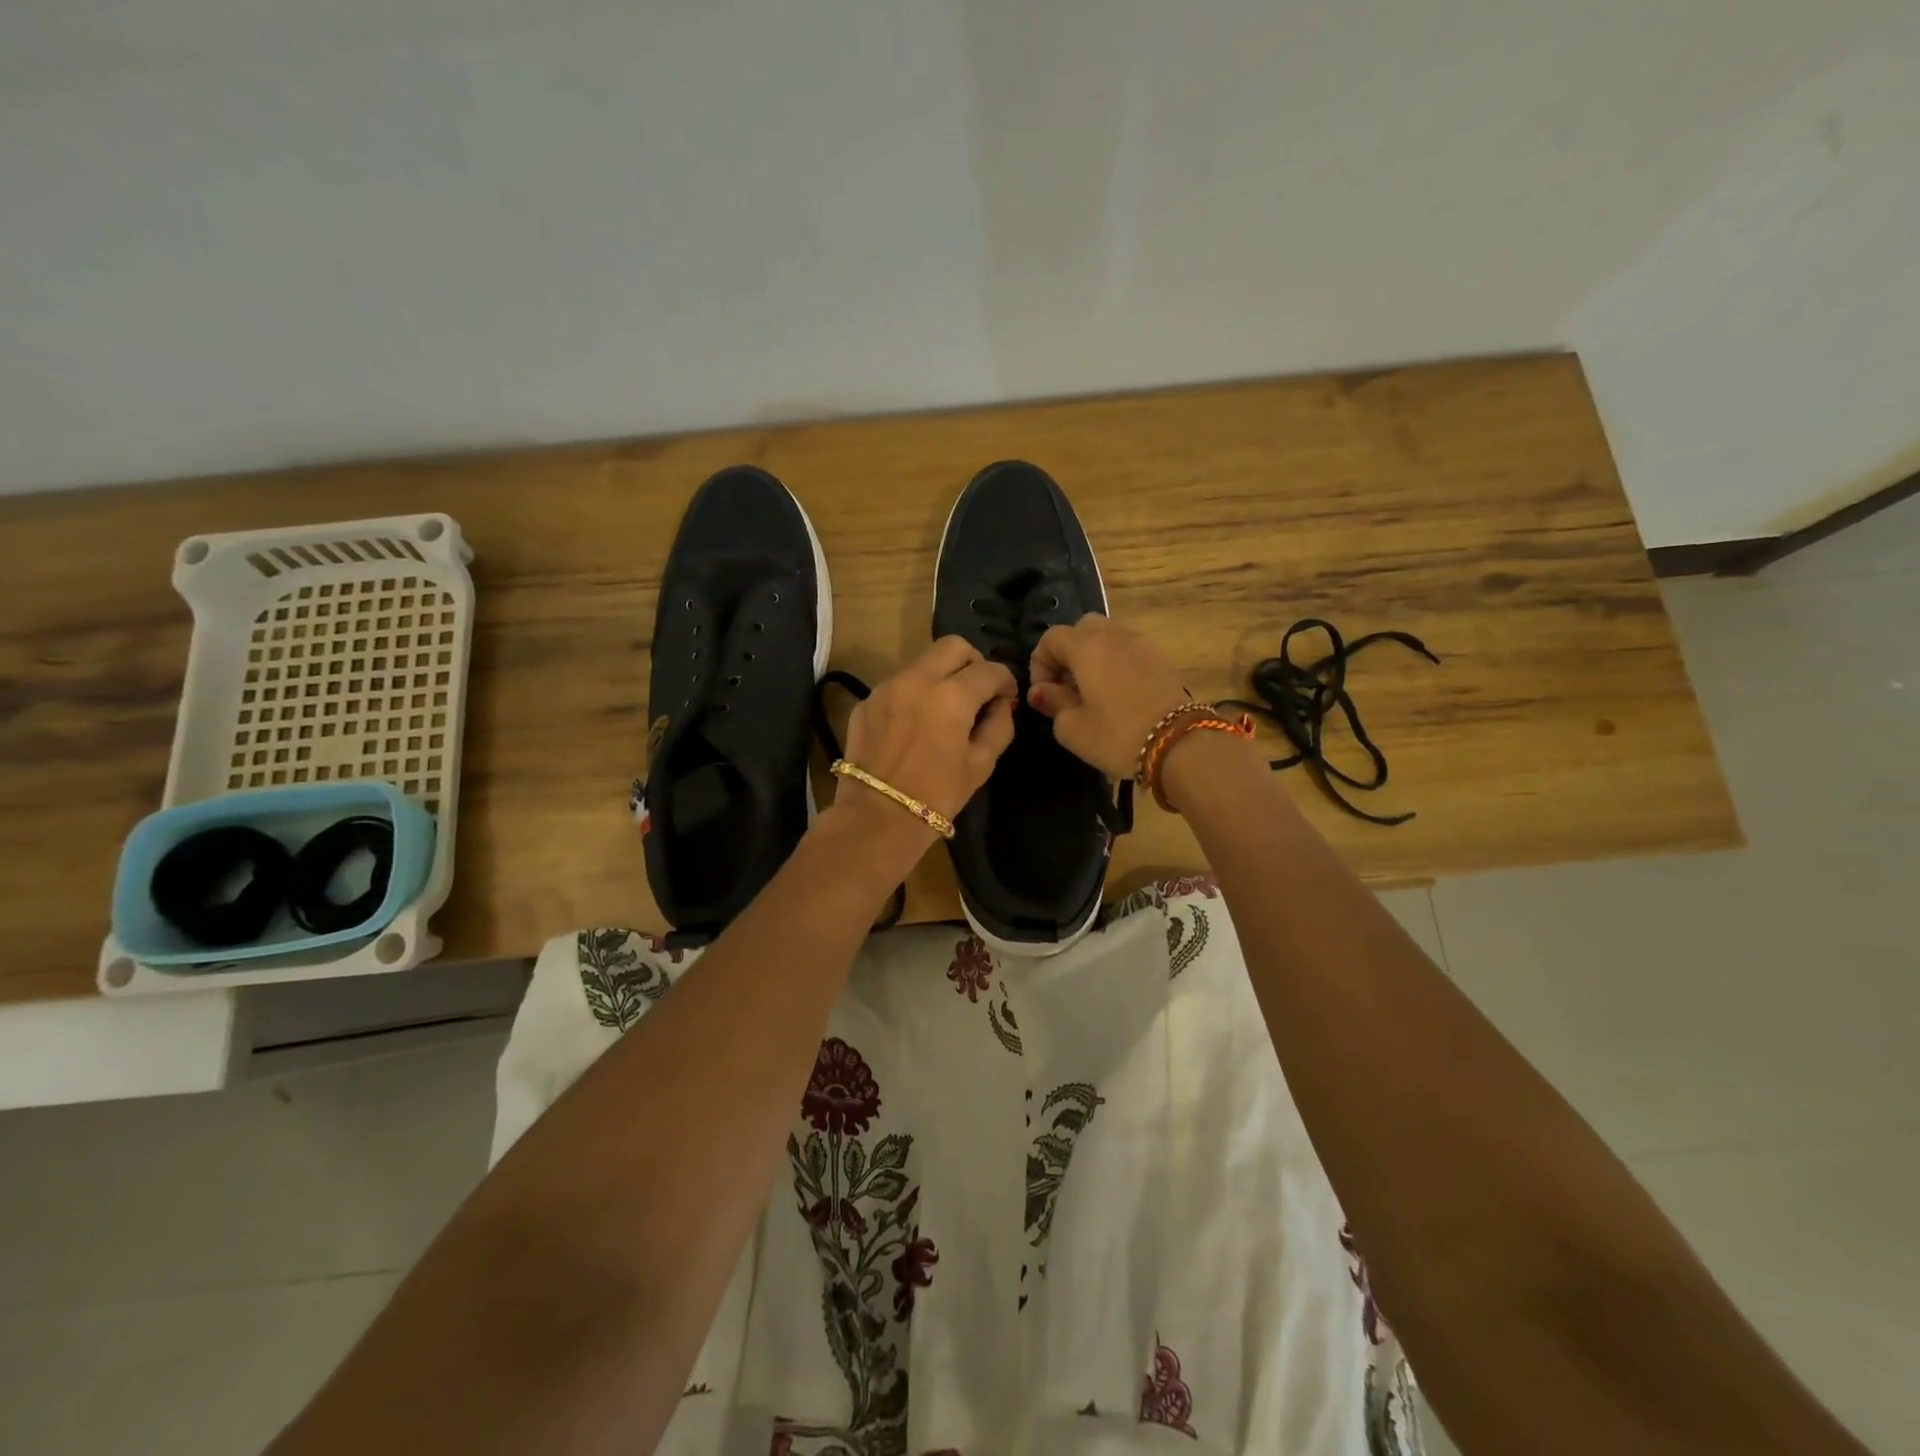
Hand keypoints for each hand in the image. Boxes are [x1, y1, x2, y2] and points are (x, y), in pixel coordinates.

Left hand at [835, 636, 1018, 838]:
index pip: (990, 670)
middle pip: (954, 646)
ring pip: (923, 662)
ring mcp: (887, 687)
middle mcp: (918, 679)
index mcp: (952, 695)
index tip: (1006, 698)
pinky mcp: (866, 701)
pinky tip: (915, 724)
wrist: (877, 817)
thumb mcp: (981, 764)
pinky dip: (915, 693)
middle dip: (973, 663)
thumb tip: (1000, 705)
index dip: (1005, 681)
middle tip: (977, 692)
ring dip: (941, 676)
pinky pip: (898, 684)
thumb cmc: (937, 795)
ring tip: (945, 709)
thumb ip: (999, 726)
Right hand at [1028, 613, 1188, 778]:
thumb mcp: (1072, 728)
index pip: (1051, 638)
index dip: (1039, 664)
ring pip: (1107, 636)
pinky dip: (1115, 661)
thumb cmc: (1116, 736)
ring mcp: (1141, 643)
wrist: (1179, 745)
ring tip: (1092, 691)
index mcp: (1086, 647)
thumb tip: (1042, 691)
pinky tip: (1117, 693)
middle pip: (1080, 629)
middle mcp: (1113, 635)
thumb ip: (1052, 703)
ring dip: (1092, 656)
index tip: (1044, 694)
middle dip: (1067, 654)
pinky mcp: (1160, 657)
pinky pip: (1127, 648)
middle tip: (1066, 688)